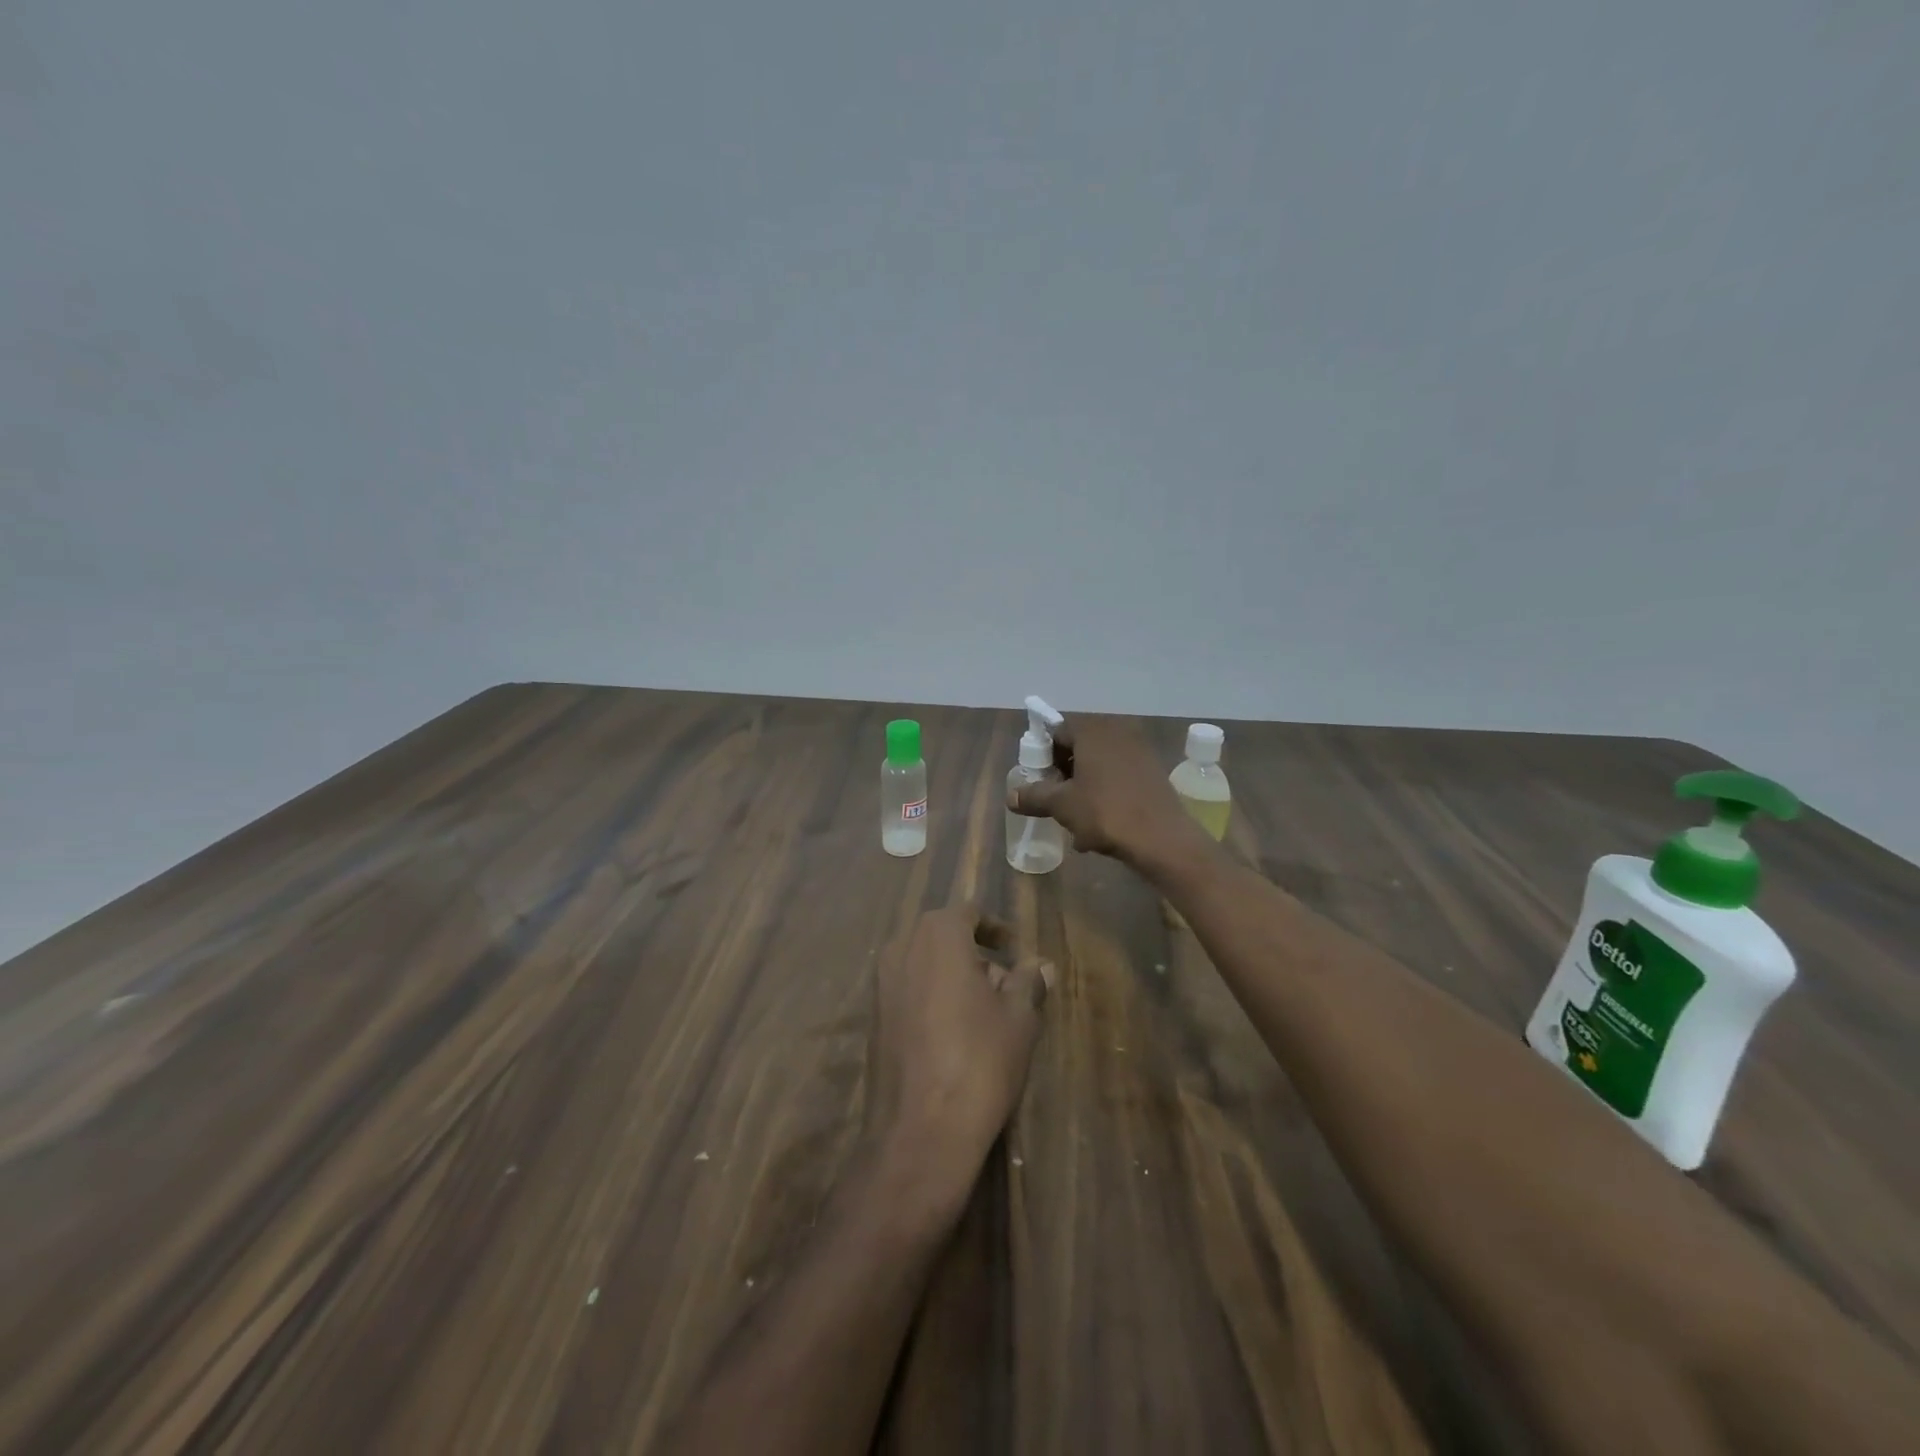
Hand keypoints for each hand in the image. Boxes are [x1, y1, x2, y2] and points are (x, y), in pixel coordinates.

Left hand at [867, 905, 1051, 1189]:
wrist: (920, 1131)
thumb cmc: (979, 1062)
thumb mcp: (1018, 1020)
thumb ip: (1028, 983)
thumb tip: (1041, 964)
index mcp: (938, 936)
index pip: (968, 913)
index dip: (994, 928)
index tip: (1014, 948)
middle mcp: (903, 948)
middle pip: (942, 936)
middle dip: (973, 951)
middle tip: (1003, 981)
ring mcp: (881, 983)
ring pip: (923, 962)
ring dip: (952, 974)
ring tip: (984, 1009)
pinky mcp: (873, 1017)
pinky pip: (908, 989)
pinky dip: (931, 995)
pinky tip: (954, 1031)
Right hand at [1005, 713, 1208, 868]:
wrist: (1162, 838)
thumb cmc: (1106, 812)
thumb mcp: (1062, 805)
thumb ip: (1034, 796)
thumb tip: (1011, 797)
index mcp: (1092, 731)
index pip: (1057, 732)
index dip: (1044, 756)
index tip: (1039, 781)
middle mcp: (1117, 731)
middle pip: (1080, 747)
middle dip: (1064, 772)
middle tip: (1054, 799)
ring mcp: (1139, 750)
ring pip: (1100, 764)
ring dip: (1084, 785)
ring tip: (1075, 816)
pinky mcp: (1153, 771)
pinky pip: (1119, 776)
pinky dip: (1106, 792)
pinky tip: (1100, 822)